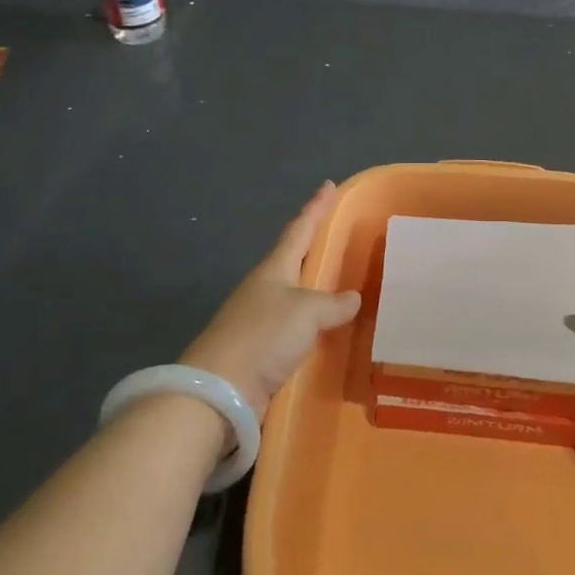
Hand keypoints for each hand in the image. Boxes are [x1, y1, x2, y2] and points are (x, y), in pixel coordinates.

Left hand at [179, 183, 361, 416]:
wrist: (221, 389)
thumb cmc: (263, 336)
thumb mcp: (306, 312)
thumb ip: (332, 303)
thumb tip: (353, 298)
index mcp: (274, 269)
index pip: (299, 229)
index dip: (315, 208)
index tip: (328, 185)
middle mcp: (267, 289)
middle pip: (295, 259)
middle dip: (316, 246)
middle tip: (342, 235)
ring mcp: (263, 320)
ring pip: (298, 295)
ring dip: (318, 289)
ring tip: (345, 284)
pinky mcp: (264, 350)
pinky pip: (298, 329)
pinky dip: (316, 325)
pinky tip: (332, 332)